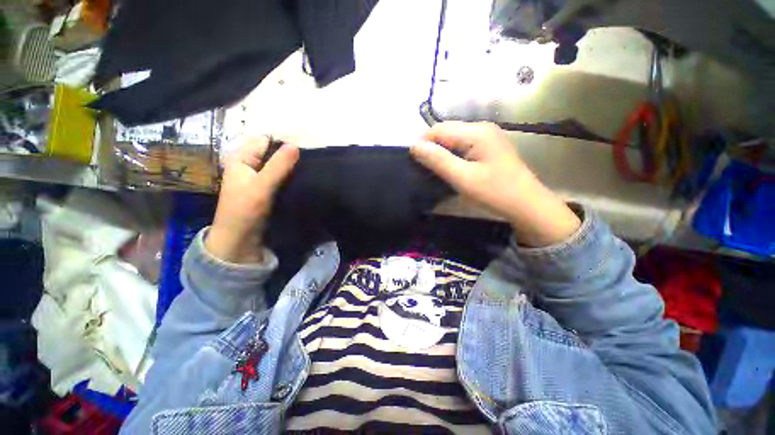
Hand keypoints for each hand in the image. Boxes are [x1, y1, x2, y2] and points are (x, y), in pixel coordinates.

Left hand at [206, 136, 298, 262]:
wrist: (240, 239)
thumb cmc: (245, 210)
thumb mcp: (262, 185)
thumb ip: (278, 165)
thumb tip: (295, 145)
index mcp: (241, 158)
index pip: (264, 141)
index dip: (283, 143)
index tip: (304, 149)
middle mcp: (249, 165)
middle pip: (272, 153)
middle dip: (289, 155)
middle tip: (310, 160)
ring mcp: (259, 178)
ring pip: (278, 166)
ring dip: (292, 167)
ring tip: (310, 169)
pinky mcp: (267, 190)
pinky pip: (281, 178)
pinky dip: (291, 177)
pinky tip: (303, 179)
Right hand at [411, 121, 579, 246]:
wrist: (526, 205)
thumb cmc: (495, 192)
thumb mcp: (463, 178)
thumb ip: (438, 160)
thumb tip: (414, 146)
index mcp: (476, 132)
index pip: (439, 129)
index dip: (423, 143)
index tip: (414, 163)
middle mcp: (482, 128)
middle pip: (446, 131)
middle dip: (432, 147)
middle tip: (424, 169)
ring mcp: (487, 137)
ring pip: (453, 139)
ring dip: (441, 152)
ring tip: (435, 170)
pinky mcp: (488, 147)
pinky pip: (463, 145)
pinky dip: (452, 155)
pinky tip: (451, 168)